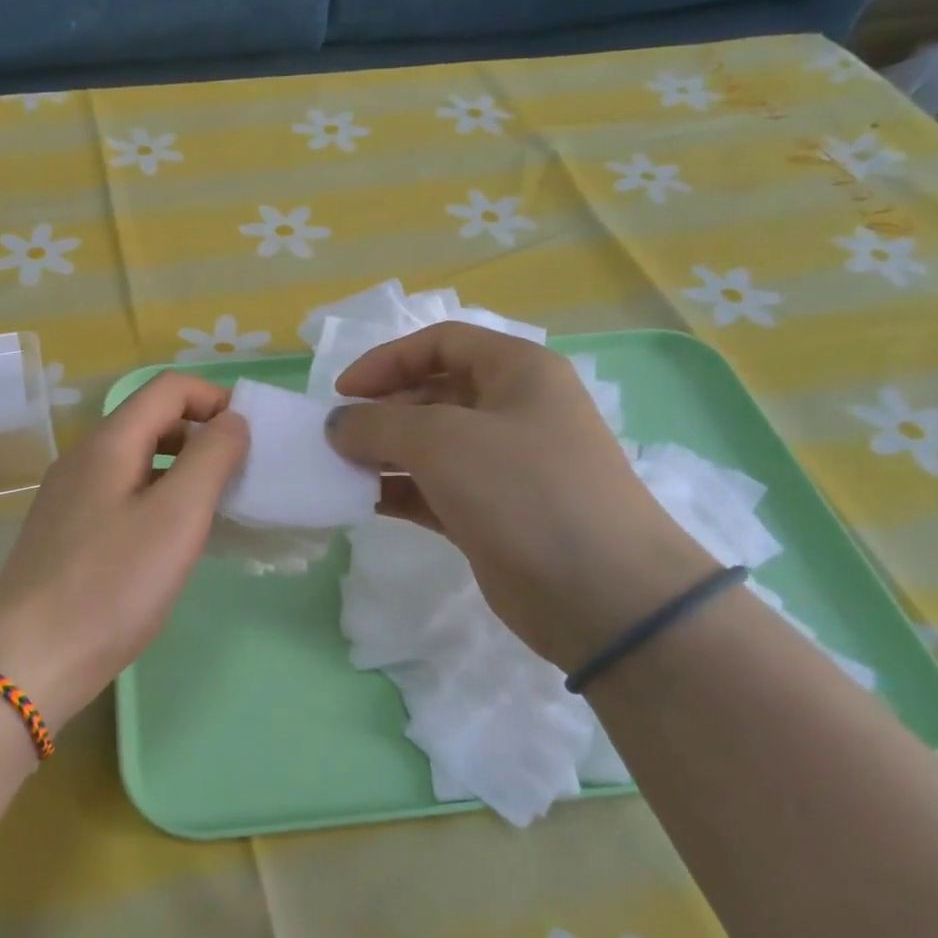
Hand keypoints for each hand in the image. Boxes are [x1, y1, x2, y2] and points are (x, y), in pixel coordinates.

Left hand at [0, 373, 248, 728]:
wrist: (30, 658)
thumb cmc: (112, 584)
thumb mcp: (176, 516)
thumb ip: (211, 458)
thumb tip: (232, 420)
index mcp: (109, 442)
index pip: (168, 388)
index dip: (215, 399)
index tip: (251, 439)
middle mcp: (84, 459)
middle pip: (151, 421)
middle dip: (202, 436)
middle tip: (240, 478)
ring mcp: (70, 497)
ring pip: (137, 462)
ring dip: (183, 472)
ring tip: (216, 511)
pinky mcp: (67, 534)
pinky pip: (122, 496)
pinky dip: (158, 501)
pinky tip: (173, 542)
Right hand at [325, 323, 711, 669]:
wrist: (600, 593)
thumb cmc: (523, 491)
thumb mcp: (442, 441)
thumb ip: (378, 424)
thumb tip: (338, 425)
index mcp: (517, 372)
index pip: (441, 344)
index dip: (386, 361)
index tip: (342, 393)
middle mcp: (512, 411)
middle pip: (432, 394)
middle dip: (381, 411)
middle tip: (337, 440)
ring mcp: (503, 466)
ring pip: (430, 446)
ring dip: (384, 453)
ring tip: (341, 471)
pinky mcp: (490, 513)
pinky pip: (433, 490)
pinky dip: (398, 490)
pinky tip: (361, 501)